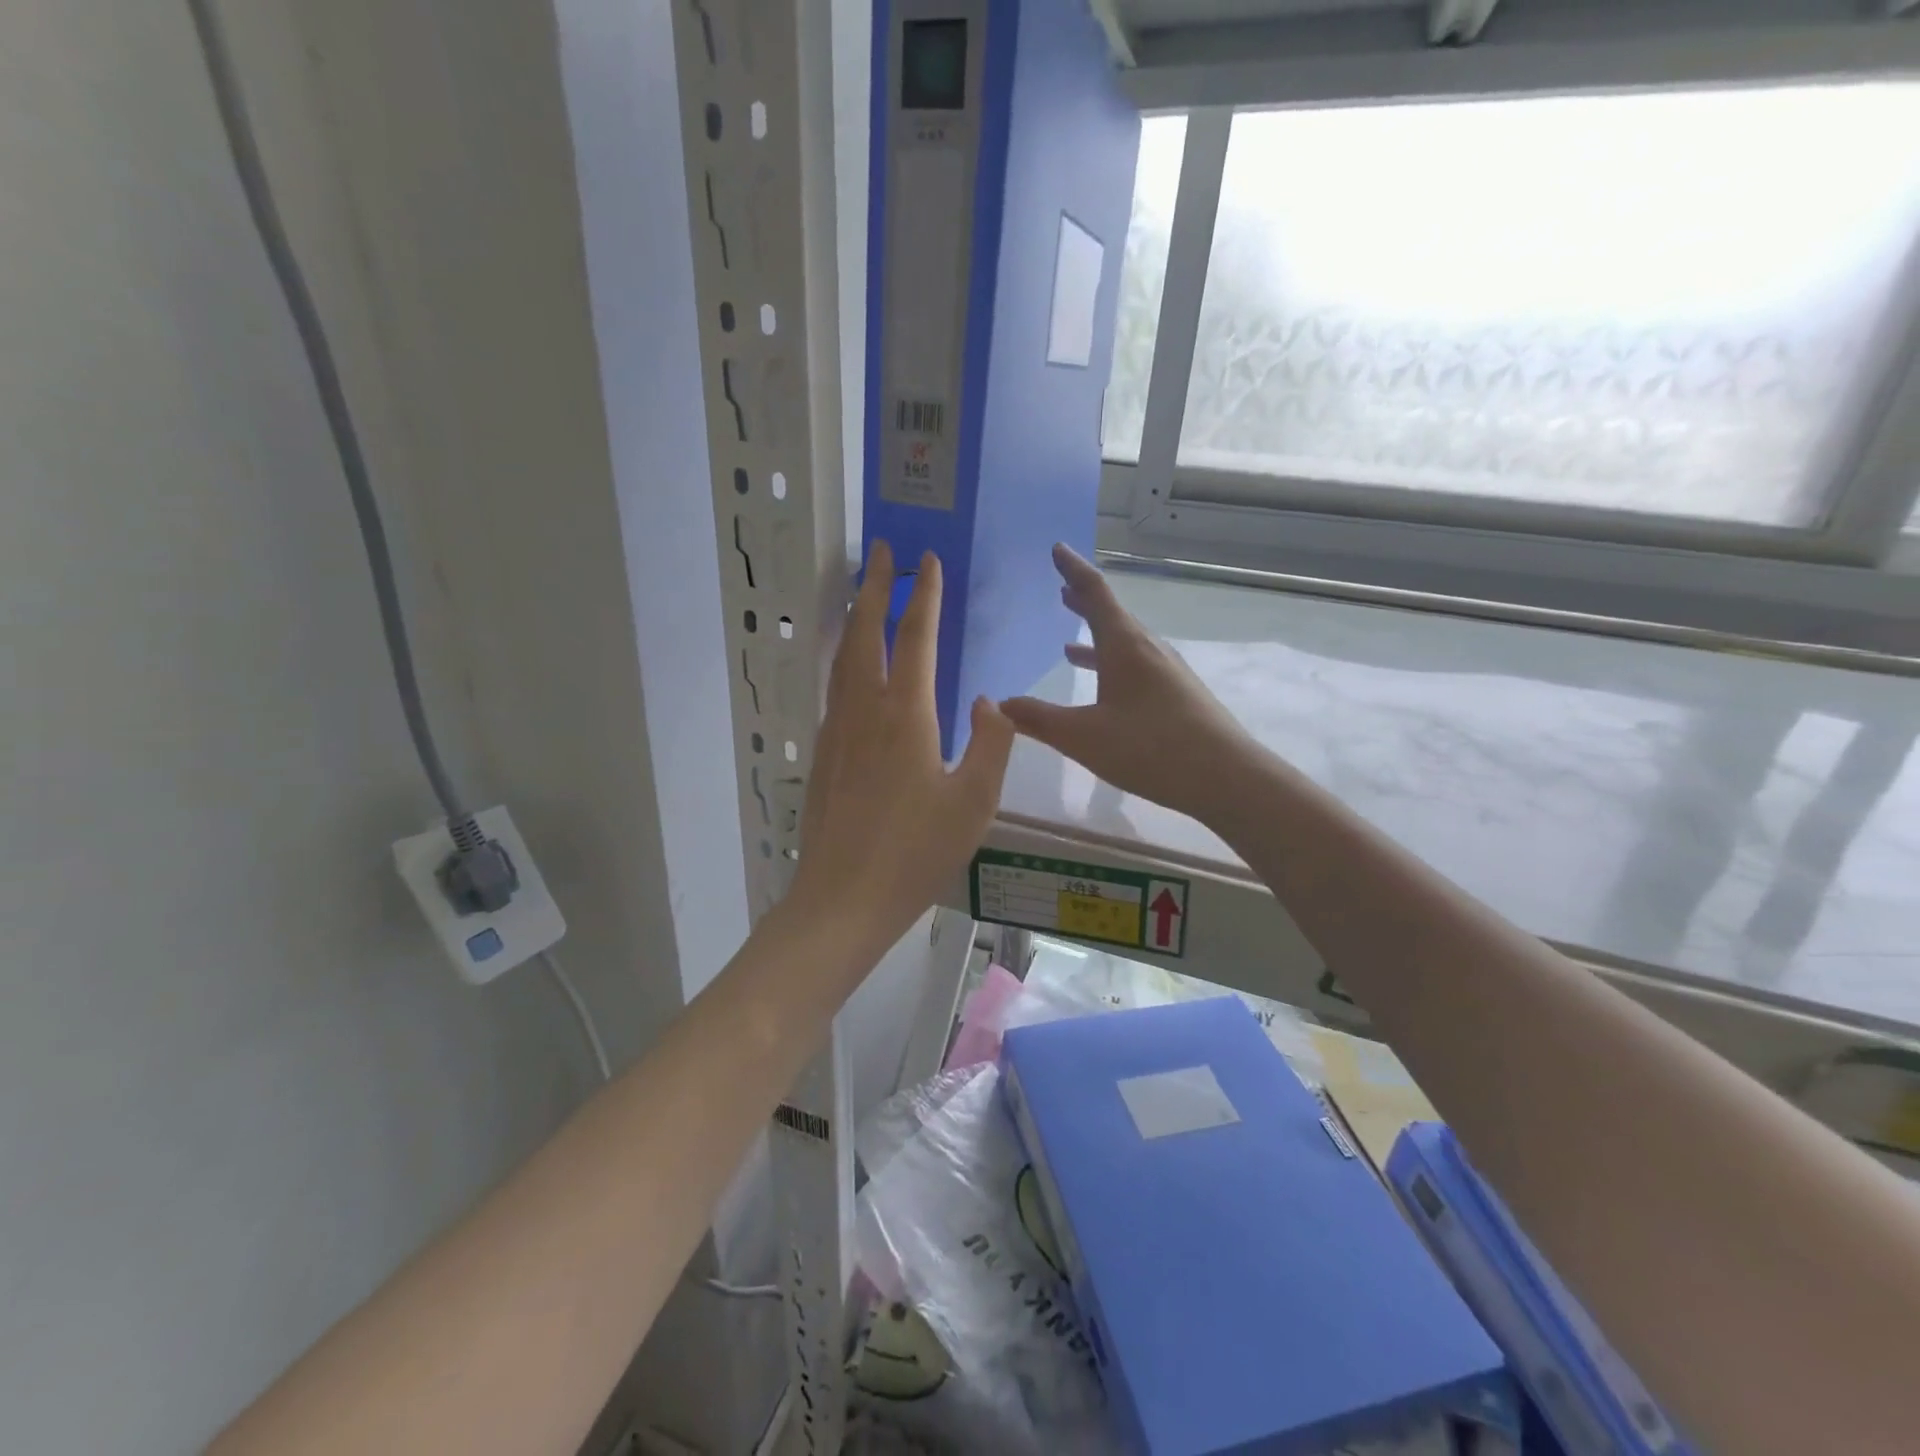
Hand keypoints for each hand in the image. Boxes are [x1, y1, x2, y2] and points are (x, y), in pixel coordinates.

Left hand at [788, 541, 1014, 955]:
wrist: (843, 898)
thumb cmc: (915, 853)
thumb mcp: (973, 803)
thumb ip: (990, 745)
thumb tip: (989, 702)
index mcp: (906, 716)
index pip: (917, 638)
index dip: (924, 596)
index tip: (927, 560)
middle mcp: (865, 710)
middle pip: (866, 632)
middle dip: (874, 586)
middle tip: (881, 550)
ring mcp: (837, 729)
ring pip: (843, 657)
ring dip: (854, 616)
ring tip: (860, 591)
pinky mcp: (823, 752)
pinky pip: (834, 686)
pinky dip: (844, 656)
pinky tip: (851, 664)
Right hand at [1001, 544, 1255, 822]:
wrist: (1226, 777)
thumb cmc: (1150, 748)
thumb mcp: (1083, 736)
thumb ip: (1039, 719)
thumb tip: (1001, 704)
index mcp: (1124, 645)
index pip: (1095, 593)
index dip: (1073, 570)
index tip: (1057, 549)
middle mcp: (1148, 649)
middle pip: (1111, 615)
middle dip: (1083, 603)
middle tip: (1061, 589)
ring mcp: (1167, 671)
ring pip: (1125, 643)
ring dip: (1097, 637)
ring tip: (1069, 644)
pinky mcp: (1177, 694)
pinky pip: (1136, 665)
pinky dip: (1112, 665)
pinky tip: (1104, 688)